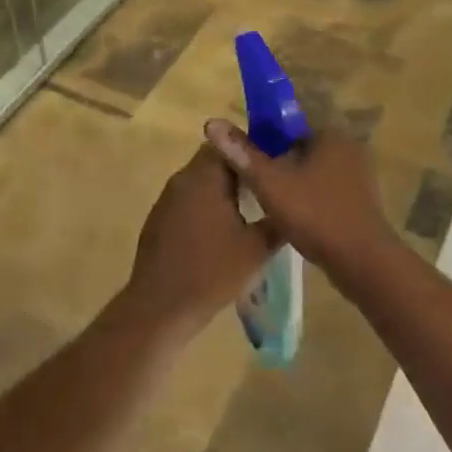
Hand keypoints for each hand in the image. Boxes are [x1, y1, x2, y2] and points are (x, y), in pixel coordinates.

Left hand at [127, 144, 277, 336]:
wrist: (160, 308)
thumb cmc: (212, 272)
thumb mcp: (257, 248)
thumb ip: (278, 219)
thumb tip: (291, 202)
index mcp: (204, 177)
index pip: (230, 143)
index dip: (253, 150)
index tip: (274, 164)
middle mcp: (182, 179)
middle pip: (215, 160)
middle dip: (240, 170)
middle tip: (267, 188)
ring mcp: (167, 199)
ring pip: (201, 181)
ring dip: (223, 189)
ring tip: (250, 209)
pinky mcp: (159, 219)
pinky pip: (189, 200)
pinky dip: (207, 206)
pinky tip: (222, 231)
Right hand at [202, 119, 399, 278]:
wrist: (362, 261)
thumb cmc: (315, 214)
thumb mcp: (271, 184)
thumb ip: (242, 154)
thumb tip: (212, 122)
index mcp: (330, 134)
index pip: (289, 124)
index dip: (263, 138)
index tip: (245, 159)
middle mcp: (348, 147)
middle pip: (300, 148)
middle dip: (277, 163)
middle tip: (253, 184)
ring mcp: (358, 174)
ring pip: (312, 170)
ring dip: (292, 182)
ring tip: (267, 202)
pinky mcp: (360, 199)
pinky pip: (325, 189)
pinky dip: (308, 197)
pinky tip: (292, 216)